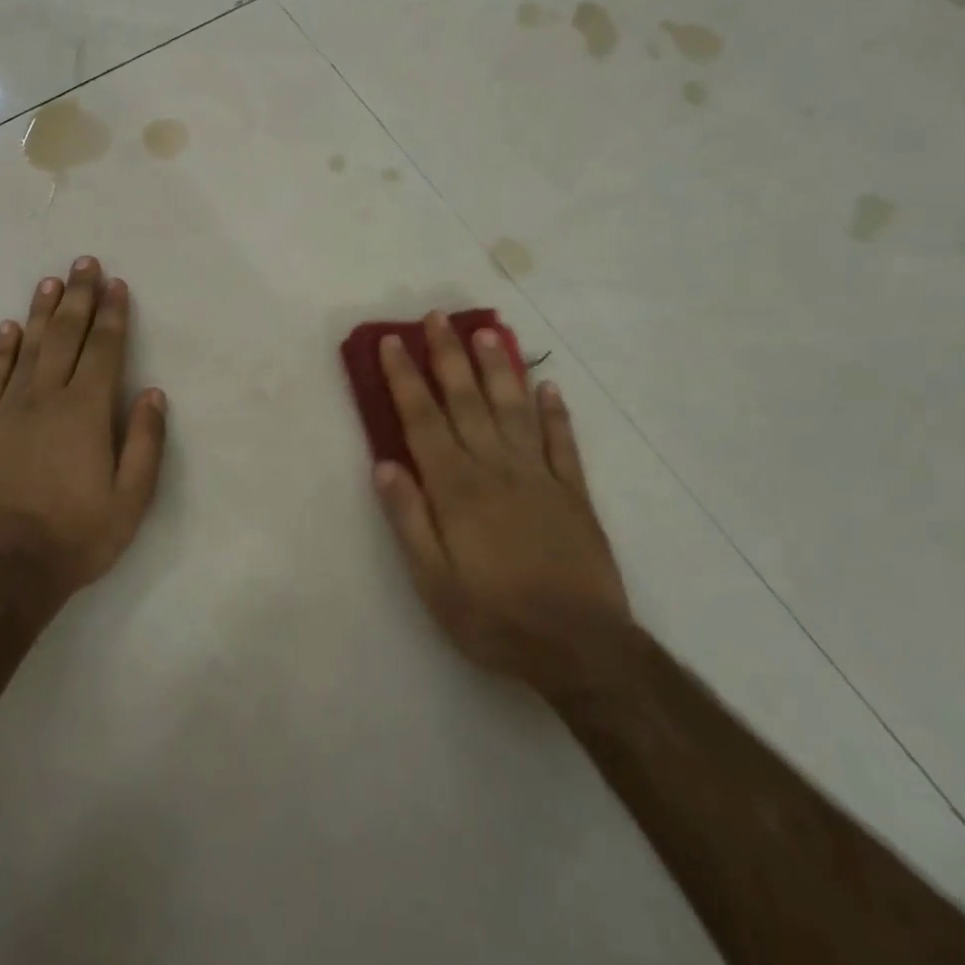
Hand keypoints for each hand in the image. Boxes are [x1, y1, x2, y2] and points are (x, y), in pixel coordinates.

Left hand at [0, 257, 166, 604]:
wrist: (3, 571)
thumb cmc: (76, 536)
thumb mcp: (130, 499)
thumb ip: (144, 442)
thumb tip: (152, 393)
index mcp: (86, 412)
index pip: (103, 350)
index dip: (112, 315)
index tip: (116, 285)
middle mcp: (46, 399)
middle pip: (65, 337)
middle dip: (78, 298)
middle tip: (84, 263)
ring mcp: (8, 411)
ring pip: (28, 348)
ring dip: (41, 312)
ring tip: (50, 281)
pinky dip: (1, 350)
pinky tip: (9, 328)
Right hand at [373, 312, 631, 690]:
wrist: (580, 648)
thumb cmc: (494, 618)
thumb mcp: (433, 582)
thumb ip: (408, 519)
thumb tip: (384, 464)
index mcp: (457, 489)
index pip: (423, 420)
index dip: (405, 379)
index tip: (391, 343)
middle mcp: (496, 468)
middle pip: (467, 400)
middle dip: (448, 356)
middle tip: (437, 317)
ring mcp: (540, 477)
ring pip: (514, 409)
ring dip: (498, 368)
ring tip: (487, 332)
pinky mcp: (574, 493)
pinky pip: (563, 443)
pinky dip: (555, 413)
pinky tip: (548, 386)